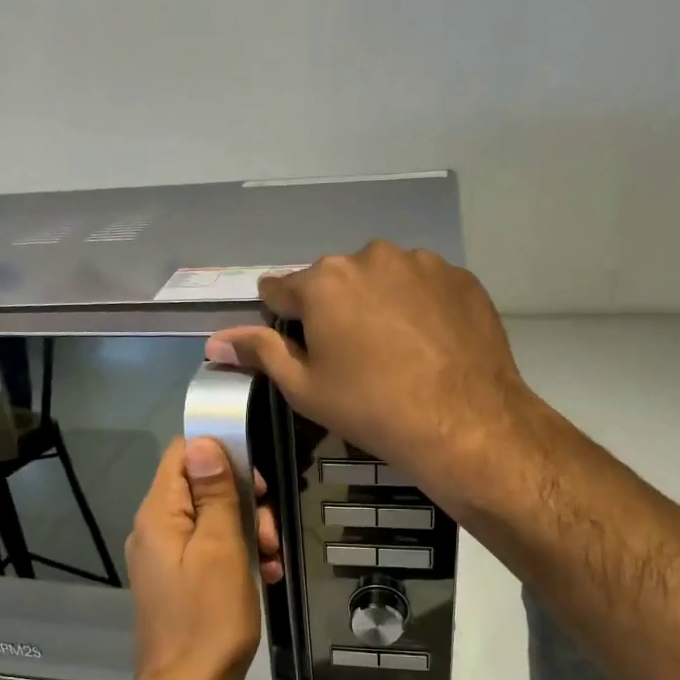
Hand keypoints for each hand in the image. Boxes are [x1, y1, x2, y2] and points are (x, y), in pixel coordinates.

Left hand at [125, 437, 264, 679]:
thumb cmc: (209, 619)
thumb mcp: (221, 548)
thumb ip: (214, 494)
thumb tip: (204, 442)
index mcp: (159, 514)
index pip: (182, 454)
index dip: (221, 455)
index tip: (256, 482)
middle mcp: (155, 529)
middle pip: (201, 487)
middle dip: (244, 501)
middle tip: (270, 532)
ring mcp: (165, 557)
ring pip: (211, 520)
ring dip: (248, 531)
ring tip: (272, 559)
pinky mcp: (178, 581)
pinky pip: (209, 551)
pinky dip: (238, 556)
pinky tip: (264, 575)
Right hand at [206, 240, 530, 510]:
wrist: (464, 422)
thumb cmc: (370, 408)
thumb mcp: (304, 388)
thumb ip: (260, 353)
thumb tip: (215, 341)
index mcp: (323, 282)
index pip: (281, 288)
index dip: (281, 316)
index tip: (295, 342)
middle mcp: (370, 256)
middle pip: (335, 280)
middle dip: (334, 309)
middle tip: (350, 357)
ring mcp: (421, 262)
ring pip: (382, 279)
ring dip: (377, 304)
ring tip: (394, 351)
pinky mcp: (460, 277)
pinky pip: (424, 286)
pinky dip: (418, 307)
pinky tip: (428, 344)